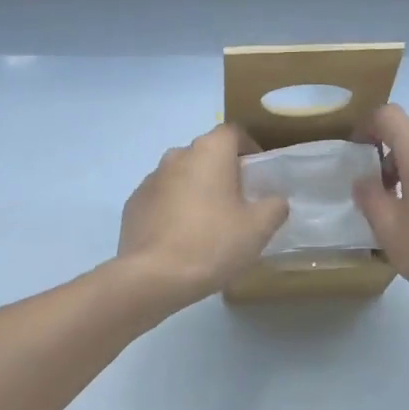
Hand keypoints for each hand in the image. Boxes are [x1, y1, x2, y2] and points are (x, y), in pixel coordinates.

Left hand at [116, 125, 289, 305]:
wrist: (153, 276)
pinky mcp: (133, 204)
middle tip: (237, 202)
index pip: (233, 133)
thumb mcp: (258, 228)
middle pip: (206, 154)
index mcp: (209, 152)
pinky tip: (181, 238)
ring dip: (196, 190)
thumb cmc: (212, 243)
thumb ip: (274, 206)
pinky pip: (161, 198)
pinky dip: (173, 209)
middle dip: (222, 171)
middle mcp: (177, 155)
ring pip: (181, 176)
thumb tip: (275, 200)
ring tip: (208, 223)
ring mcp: (150, 179)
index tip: (258, 173)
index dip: (248, 148)